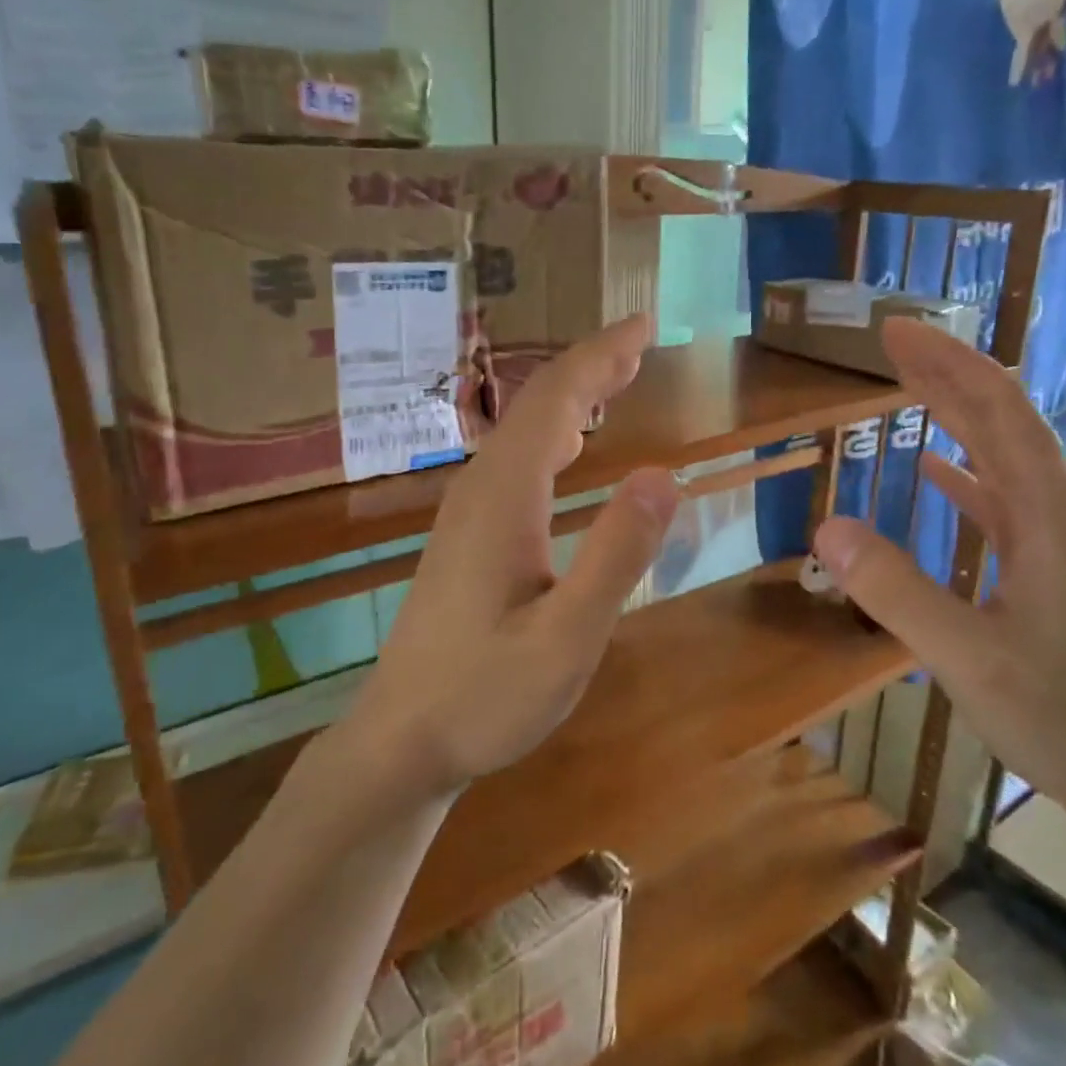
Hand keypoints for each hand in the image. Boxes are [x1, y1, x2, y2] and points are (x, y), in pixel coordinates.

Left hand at [352, 318, 680, 798]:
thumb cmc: (486, 696)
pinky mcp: (466, 536)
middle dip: (590, 366)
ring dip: (572, 396)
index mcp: (505, 498)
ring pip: (523, 431)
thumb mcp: (567, 639)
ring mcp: (467, 512)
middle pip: (536, 405)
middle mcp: (481, 489)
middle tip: (639, 340)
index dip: (599, 356)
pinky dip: (554, 432)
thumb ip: (616, 557)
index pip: (555, 401)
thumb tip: (664, 473)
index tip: (643, 324)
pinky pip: (516, 459)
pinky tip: (570, 447)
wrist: (402, 741)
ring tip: (616, 378)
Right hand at [813, 319, 1065, 831]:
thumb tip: (826, 527)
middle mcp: (1064, 510)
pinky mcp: (1055, 567)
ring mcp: (1063, 539)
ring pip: (1004, 456)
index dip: (946, 362)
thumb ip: (896, 590)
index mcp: (1051, 512)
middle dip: (947, 374)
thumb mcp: (968, 656)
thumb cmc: (1065, 716)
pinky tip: (935, 471)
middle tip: (892, 342)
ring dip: (956, 417)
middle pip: (1003, 419)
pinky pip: (1005, 499)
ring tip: (909, 387)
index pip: (998, 408)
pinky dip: (967, 473)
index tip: (896, 330)